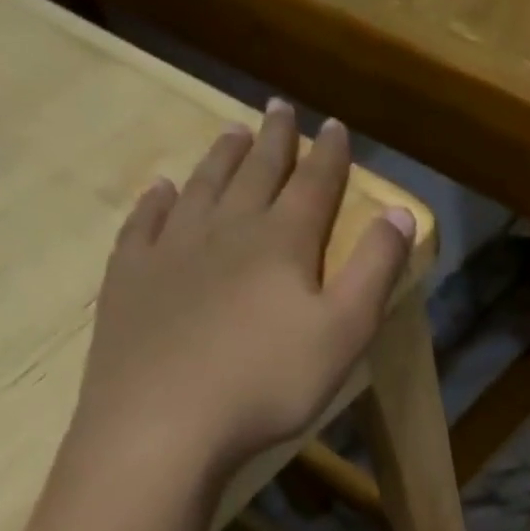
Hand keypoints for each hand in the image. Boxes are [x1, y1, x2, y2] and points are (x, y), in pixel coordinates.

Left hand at [68, 100, 415, 487]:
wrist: (165, 420)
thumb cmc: (268, 383)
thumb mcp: (343, 333)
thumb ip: (375, 271)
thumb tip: (399, 211)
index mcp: (282, 243)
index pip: (313, 186)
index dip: (329, 157)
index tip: (335, 126)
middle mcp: (226, 230)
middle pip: (256, 174)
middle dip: (274, 142)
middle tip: (280, 109)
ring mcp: (171, 250)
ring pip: (202, 188)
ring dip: (221, 159)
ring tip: (232, 133)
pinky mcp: (130, 278)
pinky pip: (146, 223)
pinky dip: (158, 200)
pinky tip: (162, 190)